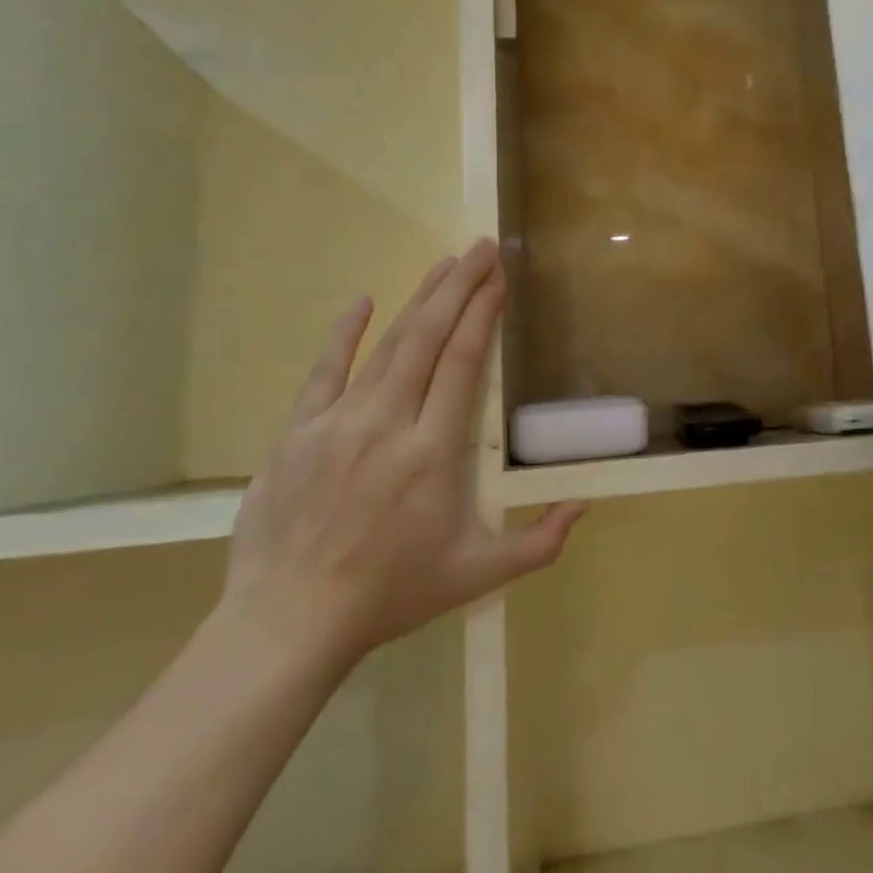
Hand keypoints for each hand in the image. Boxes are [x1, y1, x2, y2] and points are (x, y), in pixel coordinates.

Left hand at [221, 240, 584, 674]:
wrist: (286, 623)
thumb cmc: (390, 595)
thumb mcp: (476, 575)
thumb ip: (539, 542)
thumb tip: (585, 503)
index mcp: (432, 453)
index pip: (462, 363)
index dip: (482, 315)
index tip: (499, 279)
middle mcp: (386, 423)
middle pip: (427, 338)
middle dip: (458, 288)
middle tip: (481, 248)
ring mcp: (336, 423)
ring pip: (385, 346)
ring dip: (418, 300)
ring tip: (445, 265)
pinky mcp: (297, 432)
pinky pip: (324, 371)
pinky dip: (344, 334)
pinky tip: (360, 301)